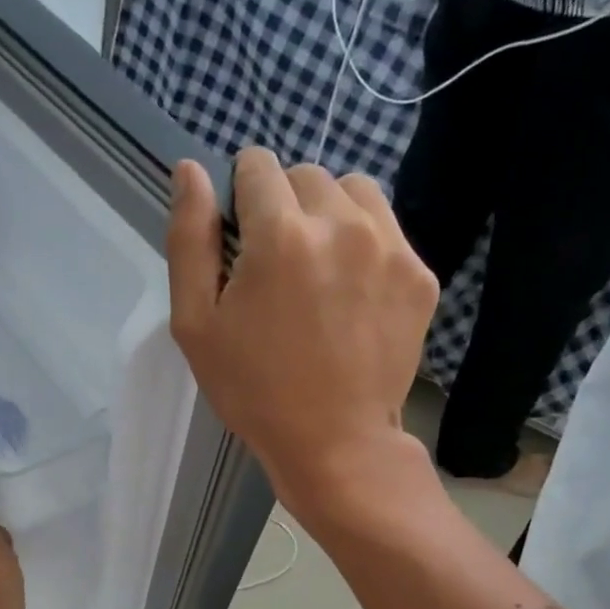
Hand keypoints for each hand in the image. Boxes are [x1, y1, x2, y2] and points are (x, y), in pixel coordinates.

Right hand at [167, 151, 436, 512]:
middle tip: (277, 266)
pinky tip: (350, 293)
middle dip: (284, 206)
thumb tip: (190, 171)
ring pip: (353, 191)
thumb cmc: (253, 390)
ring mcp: (390, 247)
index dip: (241, 195)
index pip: (257, 165)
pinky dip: (365, 244)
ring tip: (318, 269)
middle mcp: (341, 225)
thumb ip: (189, 241)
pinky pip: (387, 229)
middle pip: (306, 174)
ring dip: (329, 214)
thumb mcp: (196, 325)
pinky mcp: (420, 274)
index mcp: (280, 236)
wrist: (334, 443)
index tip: (241, 237)